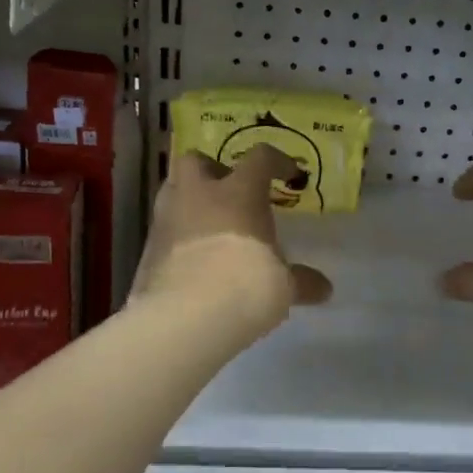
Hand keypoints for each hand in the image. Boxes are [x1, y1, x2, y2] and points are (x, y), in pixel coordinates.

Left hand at [132, 145, 331, 336]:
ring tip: (209, 226)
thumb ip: (302, 281)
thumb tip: (324, 289)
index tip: (287, 175)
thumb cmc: (248, 284)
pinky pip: (163, 230)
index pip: (259, 158)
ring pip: (172, 191)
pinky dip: (177, 237)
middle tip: (228, 192)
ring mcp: (167, 219)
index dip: (276, 161)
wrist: (189, 314)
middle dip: (211, 170)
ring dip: (189, 201)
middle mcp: (198, 196)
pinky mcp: (147, 249)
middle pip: (196, 160)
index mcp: (239, 193)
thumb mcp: (283, 285)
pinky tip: (192, 260)